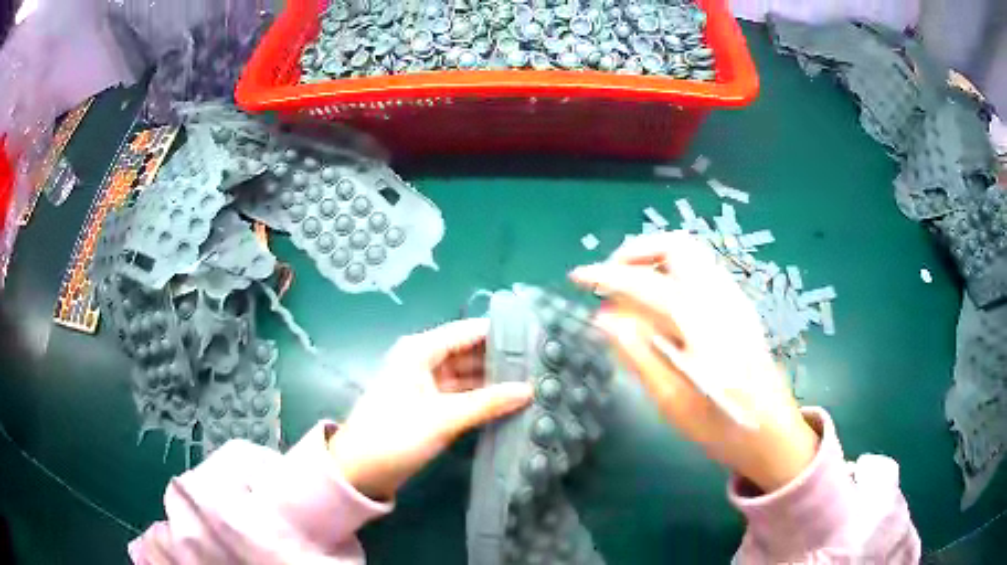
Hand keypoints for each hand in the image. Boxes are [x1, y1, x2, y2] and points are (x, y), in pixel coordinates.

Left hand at [327, 318, 533, 500]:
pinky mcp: (431, 406)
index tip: (537, 338)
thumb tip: (530, 390)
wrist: (360, 470)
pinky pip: (463, 394)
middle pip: (470, 352)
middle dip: (501, 359)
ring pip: (468, 374)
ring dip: (494, 380)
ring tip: (534, 380)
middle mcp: (425, 360)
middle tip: (542, 363)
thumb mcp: (443, 418)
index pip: (468, 331)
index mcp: (420, 351)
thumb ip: (488, 403)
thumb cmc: (396, 435)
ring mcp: (428, 384)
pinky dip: (483, 397)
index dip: (501, 334)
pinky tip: (510, 401)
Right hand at [570, 231, 818, 492]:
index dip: (606, 275)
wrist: (772, 433)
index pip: (645, 283)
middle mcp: (721, 297)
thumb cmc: (722, 426)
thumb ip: (638, 353)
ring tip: (628, 290)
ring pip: (690, 255)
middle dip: (636, 253)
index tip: (577, 278)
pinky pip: (700, 272)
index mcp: (702, 322)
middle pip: (676, 246)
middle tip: (610, 278)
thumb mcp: (672, 400)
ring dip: (654, 260)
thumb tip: (604, 316)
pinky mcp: (739, 307)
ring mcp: (734, 299)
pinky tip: (660, 306)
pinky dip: (672, 273)